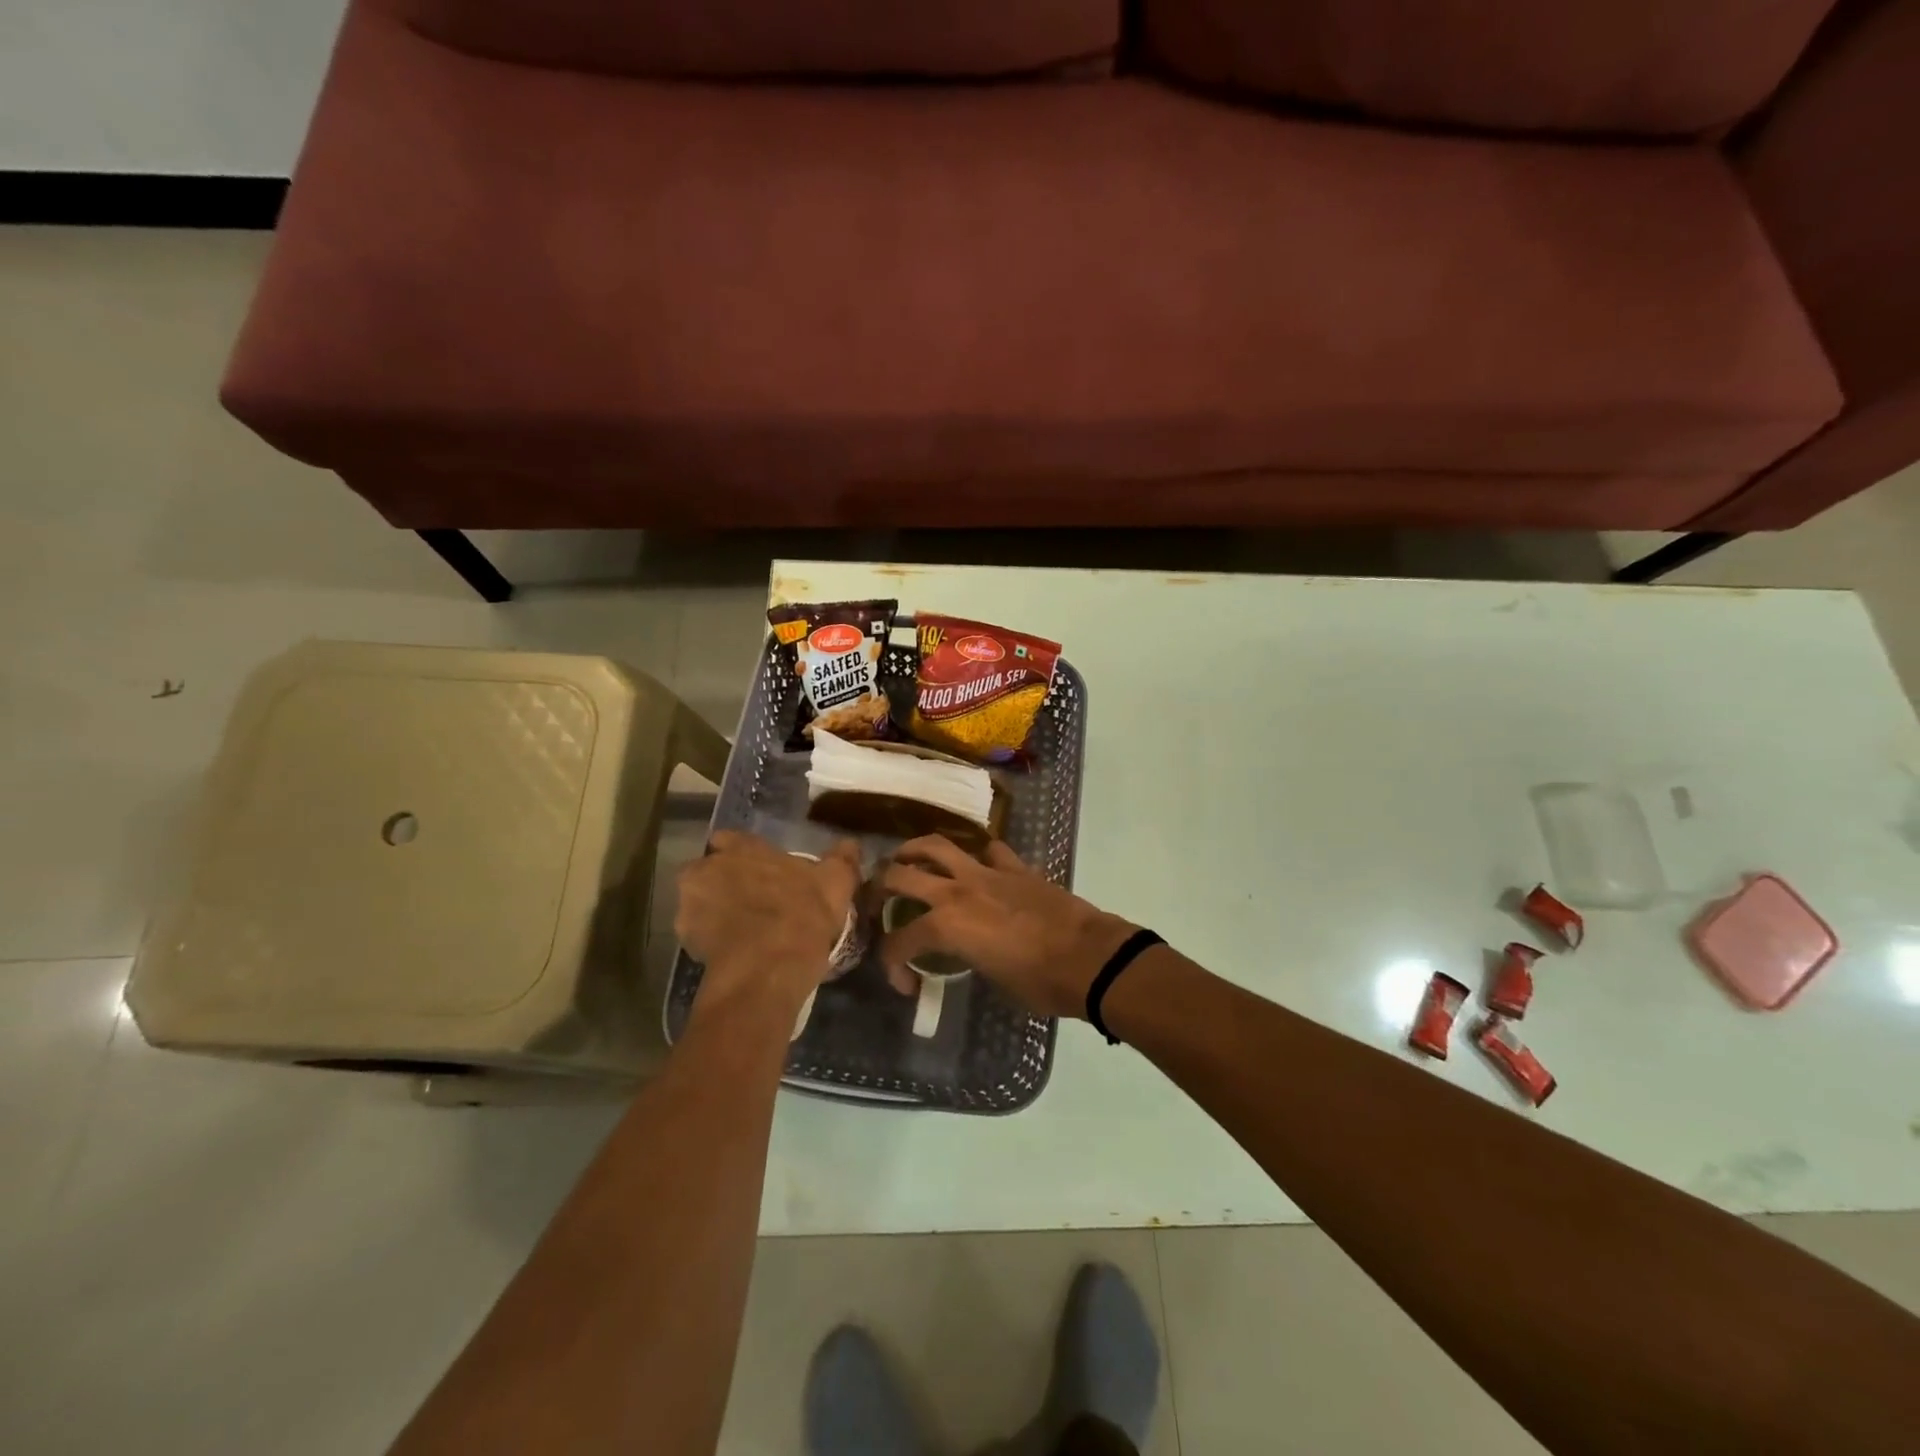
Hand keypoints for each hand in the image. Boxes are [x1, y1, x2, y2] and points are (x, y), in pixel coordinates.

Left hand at [676, 832, 862, 1008]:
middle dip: (723, 882)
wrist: (768, 969)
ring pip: (698, 902)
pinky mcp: (684, 939)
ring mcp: (690, 904)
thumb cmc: (803, 916)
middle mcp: (709, 867)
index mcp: (743, 849)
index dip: (740, 853)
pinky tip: (732, 953)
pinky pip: (695, 934)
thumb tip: (851, 844)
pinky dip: (710, 941)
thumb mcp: (836, 884)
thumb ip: (842, 859)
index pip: (728, 839)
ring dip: (713, 911)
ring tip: (741, 932)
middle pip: (709, 870)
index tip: (755, 869)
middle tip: (750, 902)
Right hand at [876, 837, 1135, 1019]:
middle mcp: (957, 891)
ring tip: (907, 859)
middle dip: (880, 888)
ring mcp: (986, 873)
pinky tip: (977, 866)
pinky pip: (989, 851)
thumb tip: (964, 957)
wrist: (1089, 957)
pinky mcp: (1015, 867)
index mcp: (946, 926)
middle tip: (878, 900)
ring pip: (937, 846)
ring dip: (915, 851)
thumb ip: (966, 960)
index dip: (893, 964)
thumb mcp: (991, 979)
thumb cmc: (1040, 982)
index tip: (905, 983)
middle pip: (901, 875)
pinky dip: (978, 856)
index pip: (899, 942)